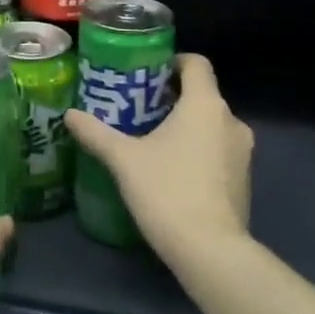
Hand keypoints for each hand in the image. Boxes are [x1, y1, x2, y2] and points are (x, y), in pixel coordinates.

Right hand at [65, 53, 252, 266]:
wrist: (211, 251)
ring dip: (187, 126)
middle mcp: (231, 120)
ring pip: (212, 124)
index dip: (173, 62)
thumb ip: (96, 133)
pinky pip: (219, 151)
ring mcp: (242, 152)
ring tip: (152, 139)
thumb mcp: (123, 159)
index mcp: (205, 104)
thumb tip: (70, 114)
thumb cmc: (167, 191)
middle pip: (202, 94)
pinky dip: (199, 151)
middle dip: (172, 97)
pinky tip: (172, 170)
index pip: (196, 63)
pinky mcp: (244, 180)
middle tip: (139, 108)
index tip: (147, 72)